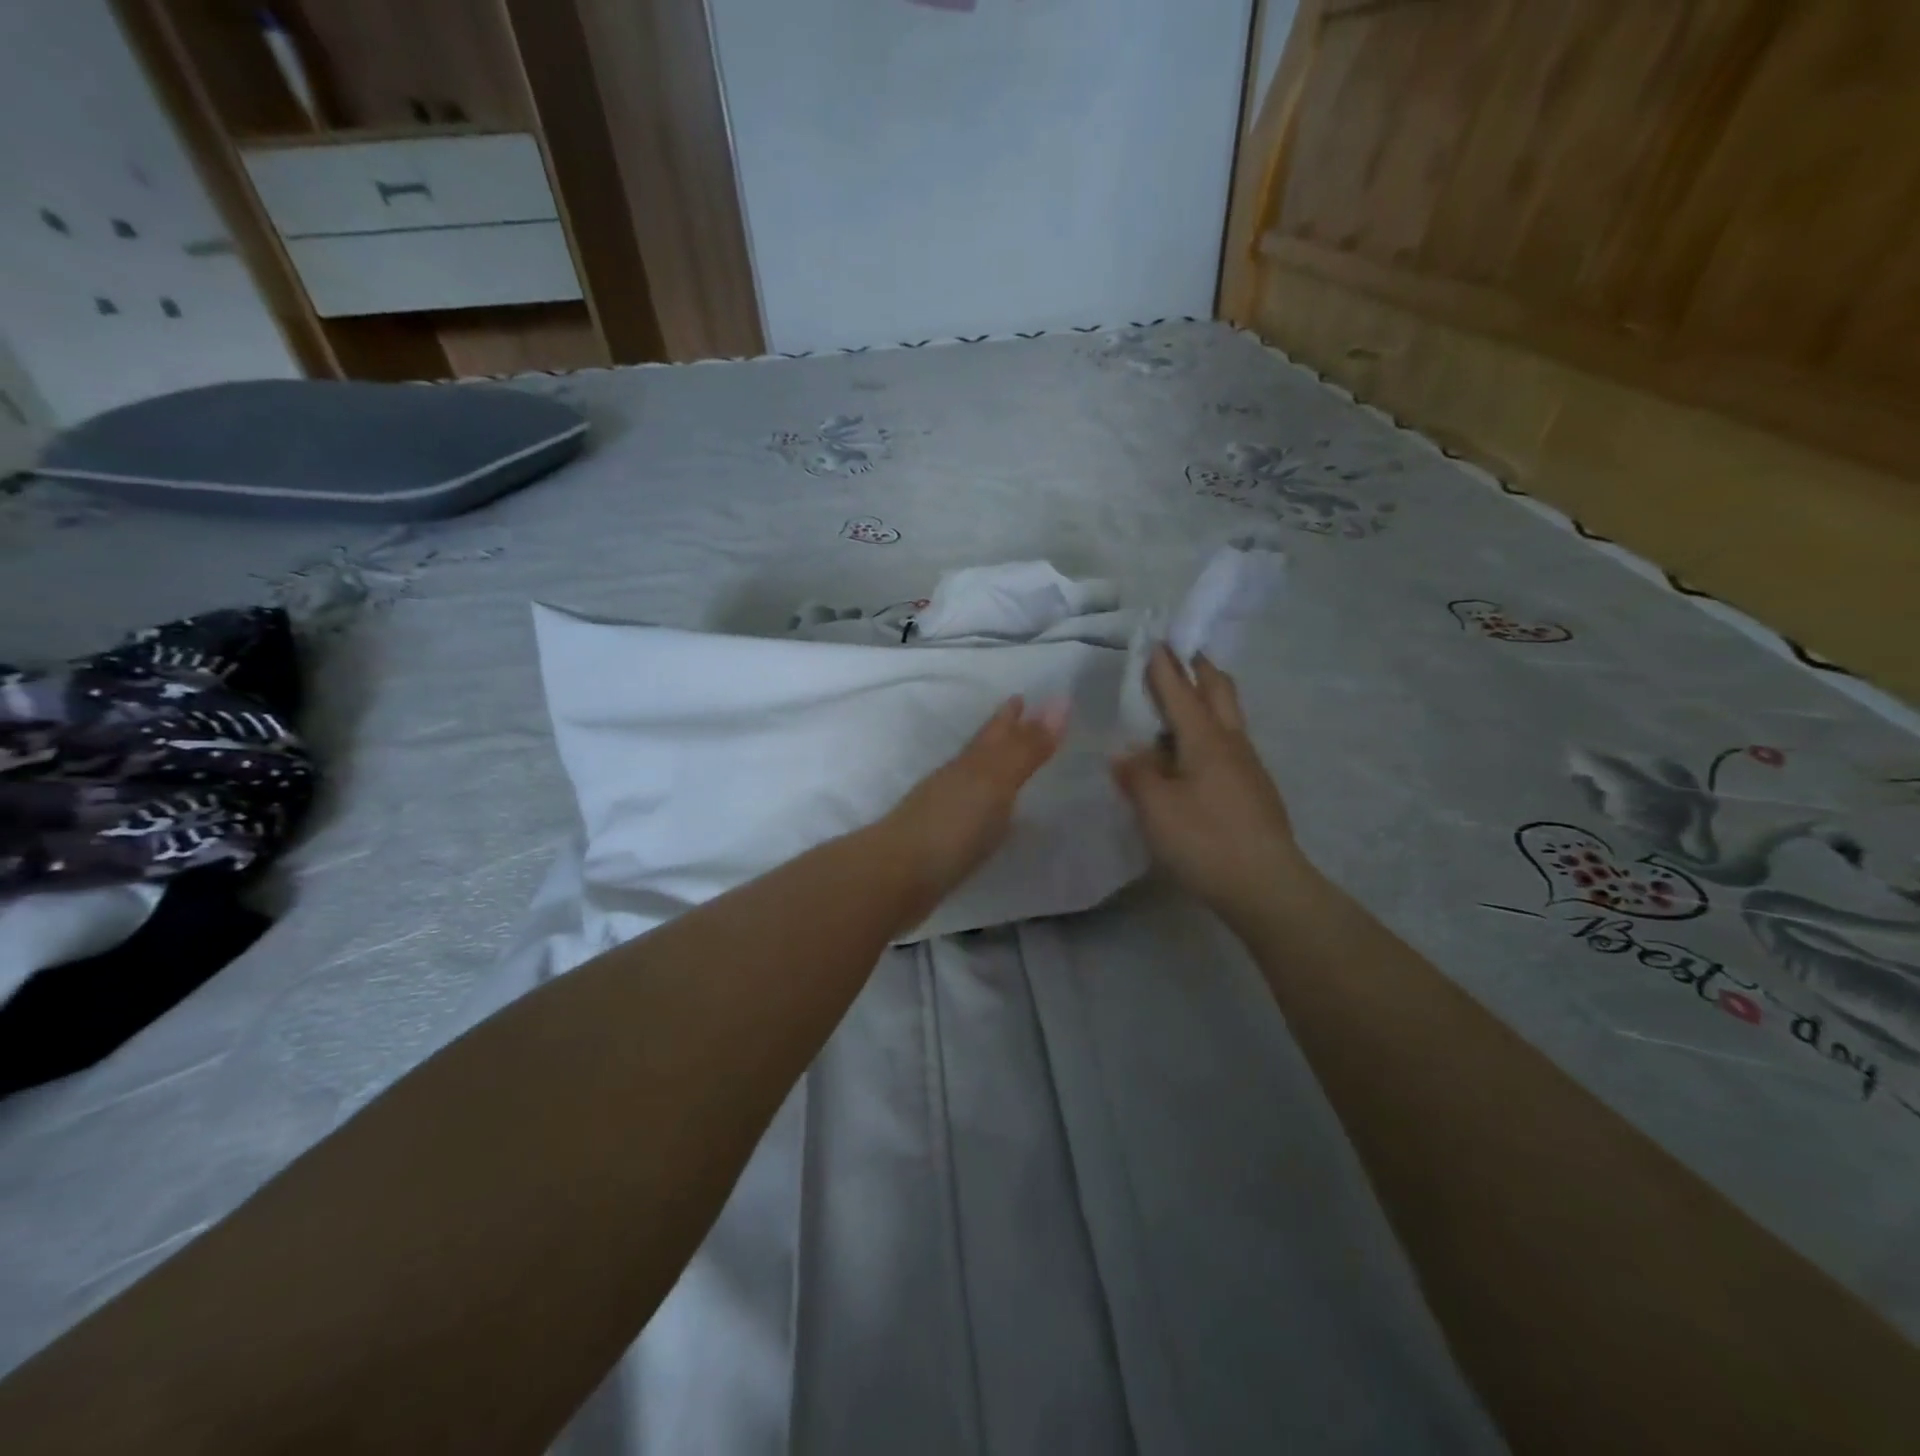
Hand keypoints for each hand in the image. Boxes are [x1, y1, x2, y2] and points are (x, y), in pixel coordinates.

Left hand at [874, 696, 1068, 910]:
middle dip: (1000, 736)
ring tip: (1008, 768)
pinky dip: (982, 808)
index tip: (1021, 696)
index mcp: (969, 763)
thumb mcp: (995, 782)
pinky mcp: (939, 845)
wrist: (896, 877)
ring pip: (971, 782)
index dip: (1009, 715)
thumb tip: (1061, 698)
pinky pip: (968, 815)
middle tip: (1019, 720)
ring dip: (991, 771)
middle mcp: (954, 781)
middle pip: (980, 752)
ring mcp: (942, 813)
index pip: (994, 732)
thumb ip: (1027, 748)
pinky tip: (989, 819)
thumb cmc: (951, 825)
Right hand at [1112, 647, 1310, 922]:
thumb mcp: (1156, 809)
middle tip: (1183, 653)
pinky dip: (1212, 730)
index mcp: (1205, 740)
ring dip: (1209, 698)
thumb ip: (1137, 775)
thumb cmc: (1204, 841)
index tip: (1156, 641)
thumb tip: (1125, 755)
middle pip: (1220, 691)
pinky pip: (1230, 744)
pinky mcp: (1255, 790)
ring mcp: (1249, 767)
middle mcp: (1232, 743)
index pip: (1180, 692)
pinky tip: (1196, 754)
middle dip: (1200, 668)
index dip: (1165, 667)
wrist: (1266, 886)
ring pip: (1229, 717)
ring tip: (1185, 700)